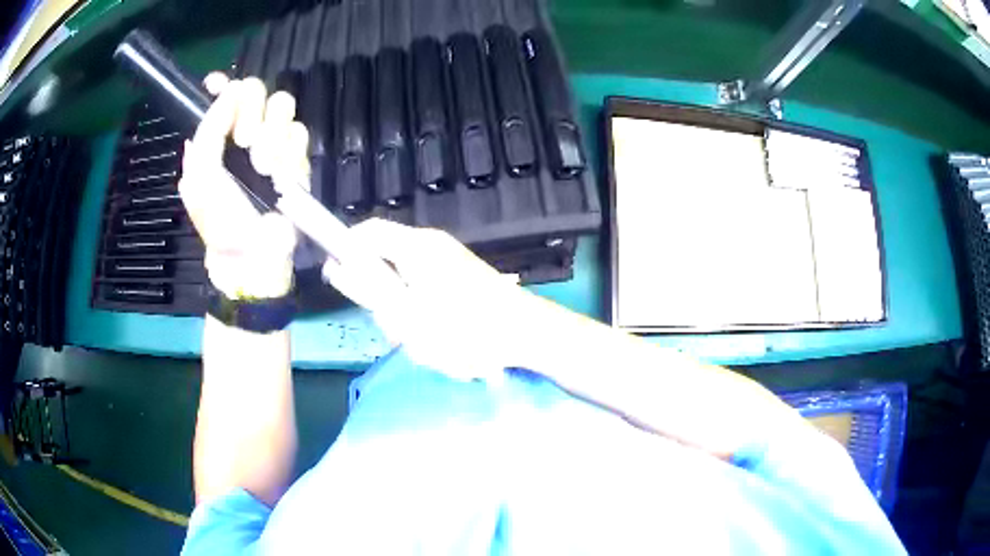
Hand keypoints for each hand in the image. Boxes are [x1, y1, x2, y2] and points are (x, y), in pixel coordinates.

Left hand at [179, 73, 308, 298]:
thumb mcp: (200, 177)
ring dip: (271, 133)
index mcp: (218, 138)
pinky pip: (300, 132)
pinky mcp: (298, 156)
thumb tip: (226, 92)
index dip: (222, 84)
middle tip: (242, 140)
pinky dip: (289, 153)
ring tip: (262, 166)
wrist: (254, 253)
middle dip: (250, 109)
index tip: (217, 85)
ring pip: (282, 104)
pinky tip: (280, 176)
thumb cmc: (220, 219)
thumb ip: (208, 131)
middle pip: (257, 89)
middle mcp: (245, 131)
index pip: (223, 96)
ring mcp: (274, 141)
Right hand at [325, 219, 542, 381]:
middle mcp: (430, 246)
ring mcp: (447, 262)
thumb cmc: (465, 327)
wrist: (525, 334)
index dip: (345, 249)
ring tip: (428, 342)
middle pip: (384, 262)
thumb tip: (337, 267)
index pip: (367, 232)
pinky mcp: (459, 279)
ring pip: (404, 285)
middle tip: (399, 329)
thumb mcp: (406, 314)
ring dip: (406, 316)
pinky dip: (425, 318)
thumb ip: (368, 289)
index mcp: (416, 246)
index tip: (337, 279)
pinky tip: (443, 339)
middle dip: (382, 300)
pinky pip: (425, 294)